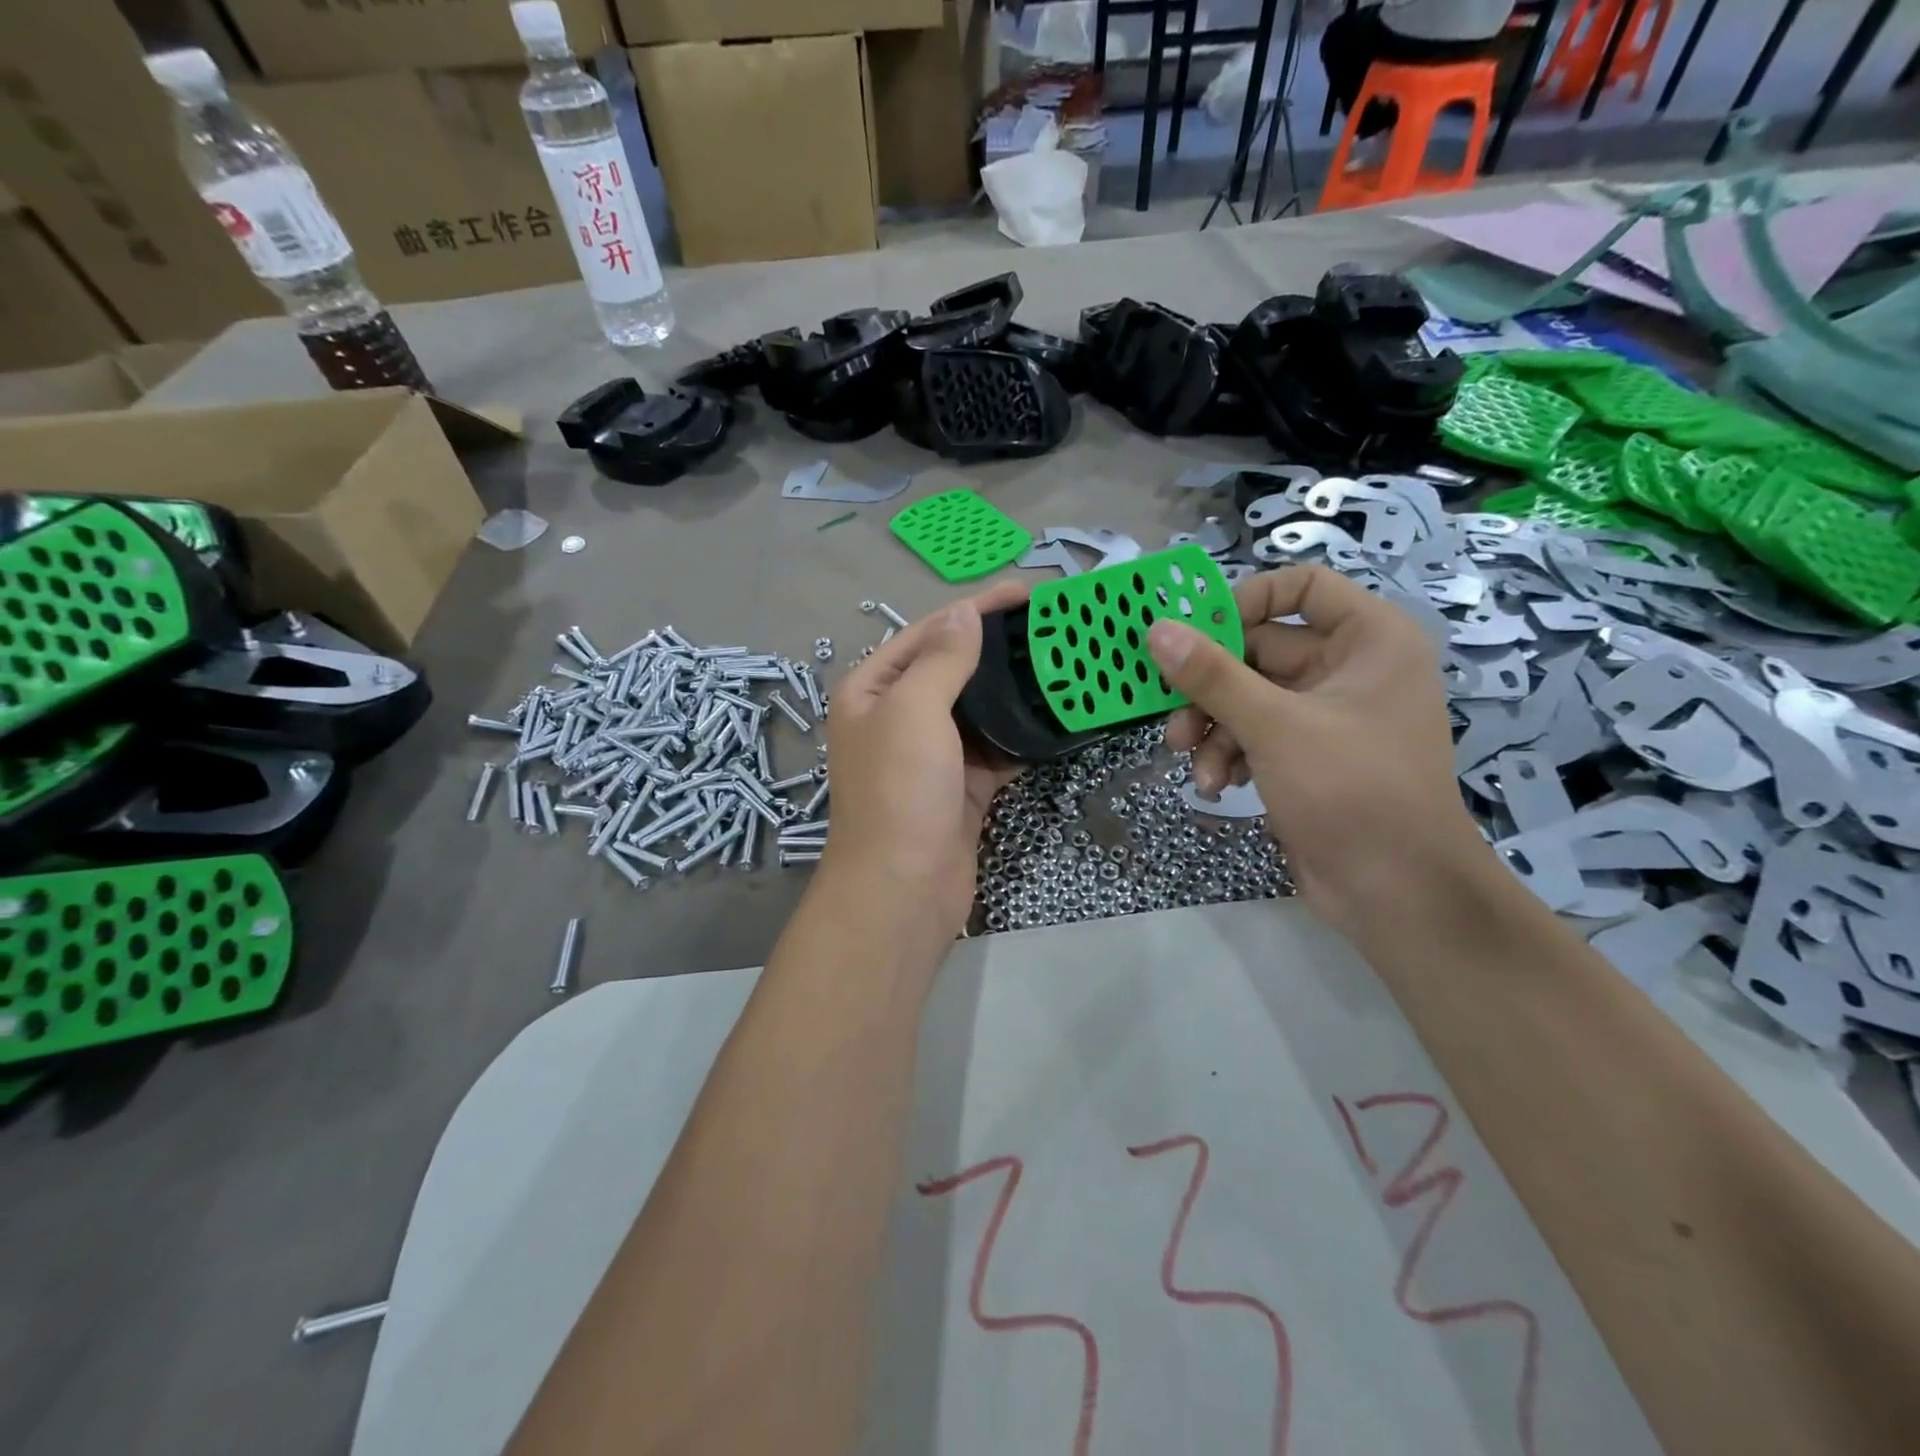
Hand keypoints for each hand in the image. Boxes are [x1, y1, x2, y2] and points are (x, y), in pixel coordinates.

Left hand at [819, 583, 1027, 936]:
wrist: (903, 889)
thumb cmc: (899, 790)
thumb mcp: (914, 711)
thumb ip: (942, 659)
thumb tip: (963, 613)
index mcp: (870, 691)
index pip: (925, 634)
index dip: (972, 610)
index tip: (1023, 593)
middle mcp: (895, 718)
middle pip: (951, 669)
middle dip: (996, 649)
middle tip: (1050, 629)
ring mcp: (929, 755)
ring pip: (976, 711)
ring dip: (1012, 692)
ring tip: (1061, 665)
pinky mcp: (960, 787)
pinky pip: (994, 750)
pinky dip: (1020, 736)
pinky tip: (1055, 718)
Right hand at [1146, 565, 1490, 938]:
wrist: (1396, 892)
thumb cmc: (1351, 790)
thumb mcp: (1274, 726)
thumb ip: (1212, 676)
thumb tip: (1157, 631)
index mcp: (1368, 639)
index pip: (1300, 586)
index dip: (1244, 602)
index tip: (1194, 633)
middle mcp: (1350, 667)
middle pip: (1260, 649)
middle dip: (1210, 685)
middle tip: (1172, 710)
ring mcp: (1328, 714)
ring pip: (1248, 696)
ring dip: (1213, 727)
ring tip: (1190, 761)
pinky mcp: (1308, 755)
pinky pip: (1255, 733)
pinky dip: (1230, 754)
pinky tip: (1218, 785)